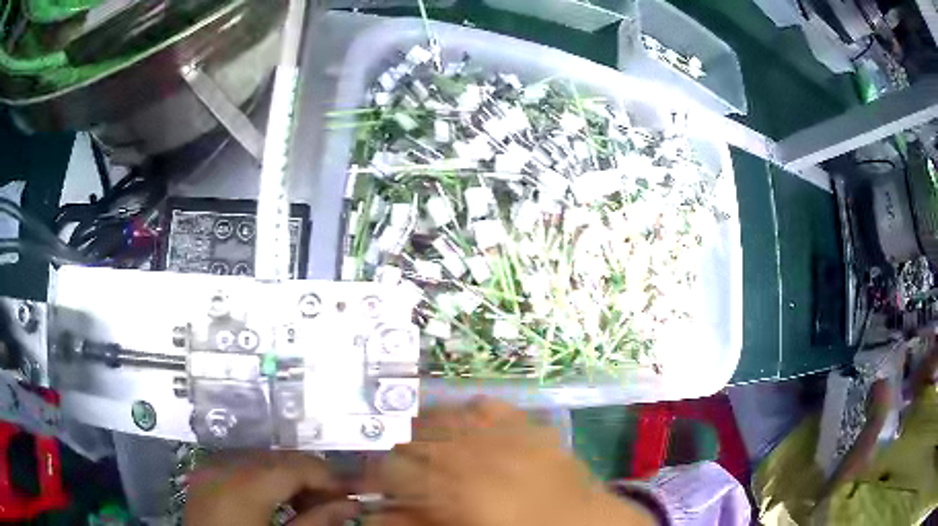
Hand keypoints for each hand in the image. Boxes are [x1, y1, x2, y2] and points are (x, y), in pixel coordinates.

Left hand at [185, 451, 356, 525]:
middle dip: (311, 477)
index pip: (296, 466)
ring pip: (262, 460)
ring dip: (290, 477)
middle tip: (335, 501)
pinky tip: (278, 500)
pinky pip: (242, 467)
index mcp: (244, 485)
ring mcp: (212, 469)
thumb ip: (317, 522)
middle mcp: (225, 467)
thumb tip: (350, 504)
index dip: (329, 478)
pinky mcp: (206, 477)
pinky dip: (266, 479)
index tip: (352, 493)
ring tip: (309, 503)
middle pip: (279, 459)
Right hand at [368, 398, 653, 525]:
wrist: (583, 523)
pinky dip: (467, 411)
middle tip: (397, 466)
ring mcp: (501, 431)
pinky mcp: (526, 423)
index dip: (376, 473)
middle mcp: (471, 451)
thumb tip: (376, 514)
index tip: (372, 481)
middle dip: (397, 450)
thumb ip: (414, 524)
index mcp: (451, 486)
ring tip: (423, 443)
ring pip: (444, 416)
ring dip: (425, 428)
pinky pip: (485, 405)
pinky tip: (464, 425)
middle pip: (413, 437)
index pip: (392, 467)